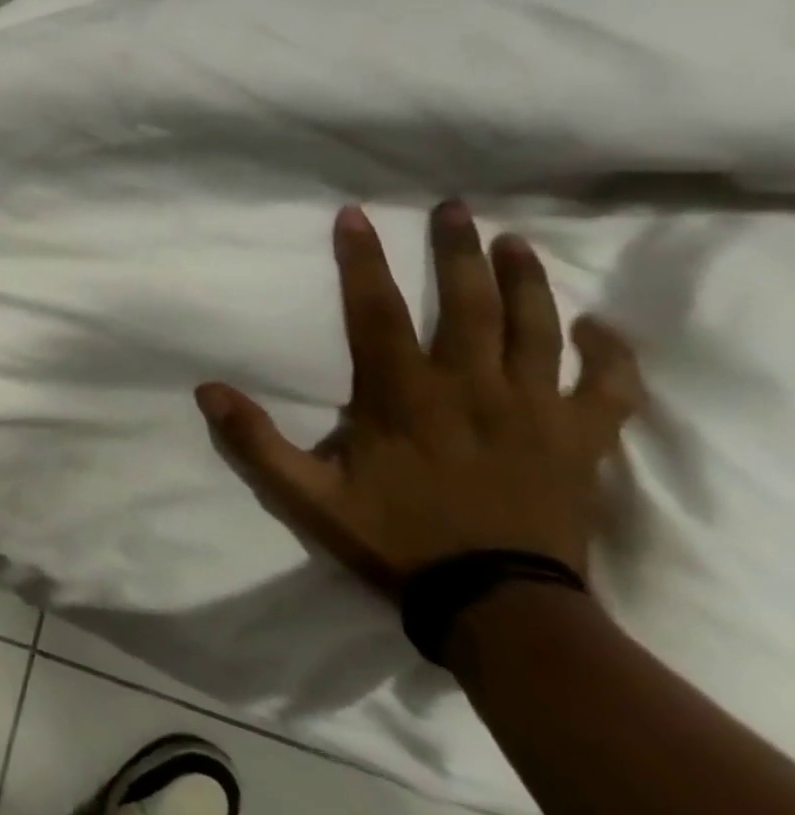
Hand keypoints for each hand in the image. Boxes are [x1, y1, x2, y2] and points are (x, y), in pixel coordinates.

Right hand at [194, 201, 642, 592]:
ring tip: (516, 242)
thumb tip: (206, 389)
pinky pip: (605, 387)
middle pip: (469, 303)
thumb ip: (255, 441)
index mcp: (403, 396)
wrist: (498, 607)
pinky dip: (608, 353)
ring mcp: (534, 411)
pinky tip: (597, 326)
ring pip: (537, 329)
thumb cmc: (395, 540)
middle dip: (457, 250)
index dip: (363, 259)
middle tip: (454, 207)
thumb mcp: (306, 496)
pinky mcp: (579, 440)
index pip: (377, 310)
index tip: (356, 215)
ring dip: (527, 281)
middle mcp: (471, 388)